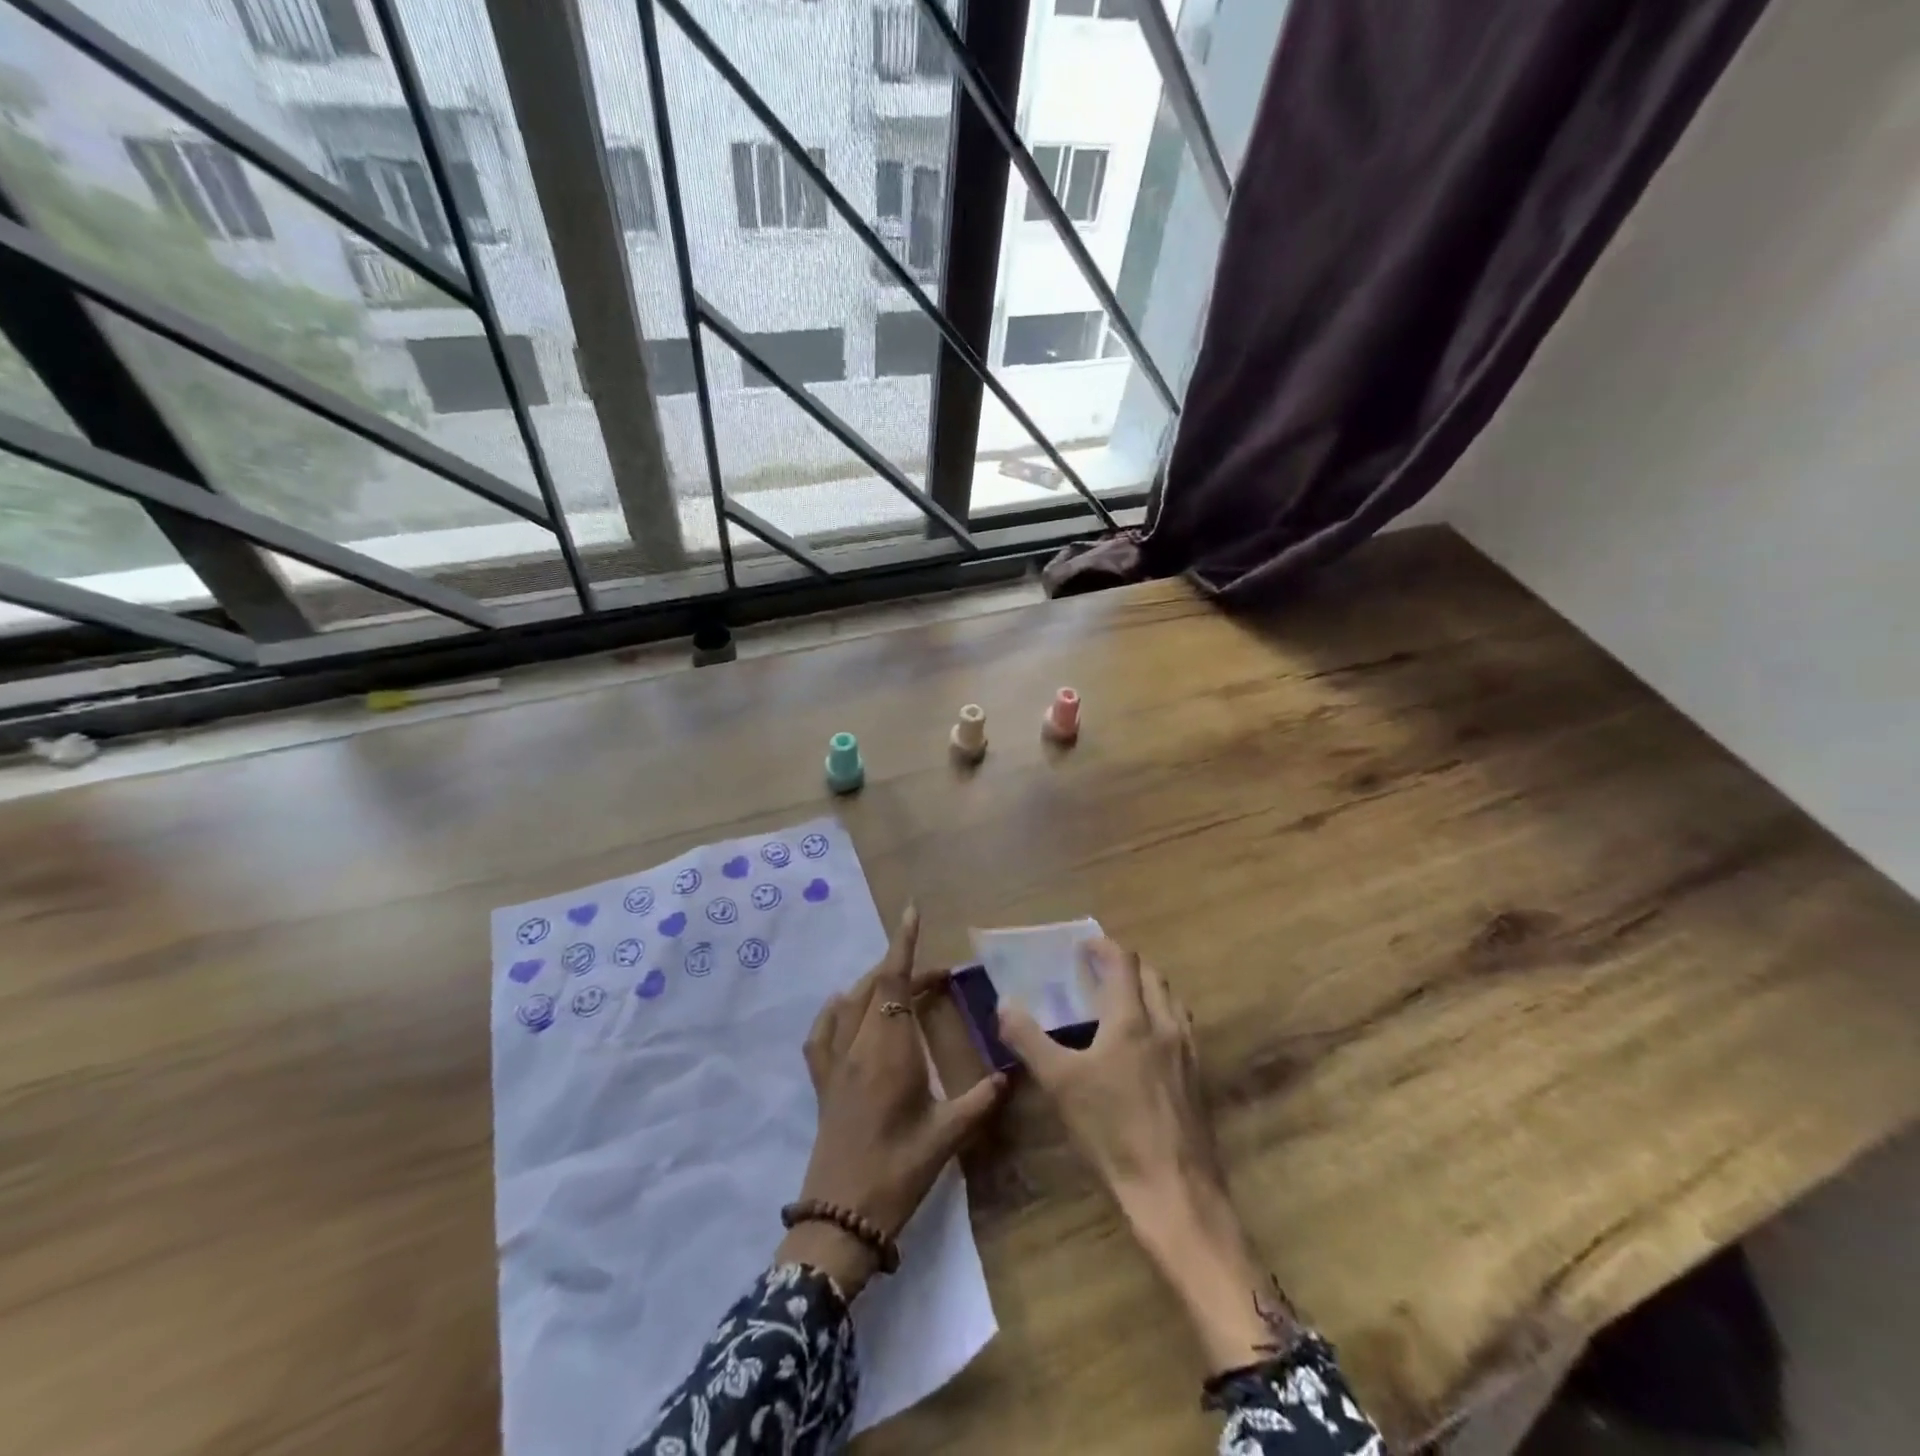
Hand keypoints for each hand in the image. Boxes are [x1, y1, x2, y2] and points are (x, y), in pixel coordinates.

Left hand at [778, 906, 1007, 1298]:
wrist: (840, 1217)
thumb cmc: (898, 1172)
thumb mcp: (947, 1137)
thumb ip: (980, 1101)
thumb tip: (1011, 1075)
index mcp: (890, 1051)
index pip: (894, 982)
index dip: (903, 945)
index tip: (911, 912)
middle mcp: (858, 1045)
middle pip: (876, 987)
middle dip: (903, 969)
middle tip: (938, 978)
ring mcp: (834, 1062)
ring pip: (851, 1003)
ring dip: (876, 985)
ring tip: (903, 989)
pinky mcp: (821, 1081)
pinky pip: (822, 1032)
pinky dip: (837, 1010)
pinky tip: (846, 1009)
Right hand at [998, 939, 1300, 1372]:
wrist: (1174, 1190)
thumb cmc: (1112, 1131)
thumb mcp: (1060, 1084)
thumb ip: (1029, 1039)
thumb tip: (1004, 1004)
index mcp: (1131, 1019)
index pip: (1122, 963)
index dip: (1103, 947)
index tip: (1084, 945)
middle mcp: (1165, 1025)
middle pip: (1151, 975)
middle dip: (1126, 964)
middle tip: (1099, 969)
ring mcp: (1187, 1052)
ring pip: (1171, 1000)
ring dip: (1147, 987)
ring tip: (1123, 998)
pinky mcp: (1198, 1079)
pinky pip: (1181, 1027)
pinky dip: (1162, 1015)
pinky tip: (1148, 1043)